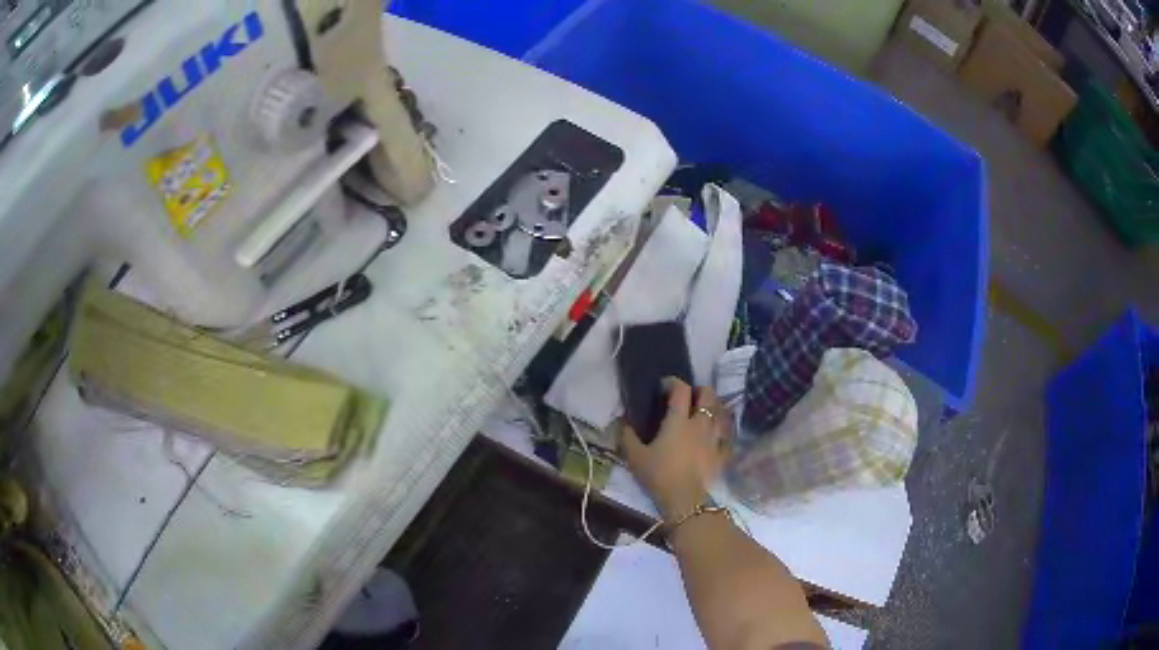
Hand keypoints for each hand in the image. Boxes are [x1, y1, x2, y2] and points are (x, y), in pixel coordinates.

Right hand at [620, 378, 732, 520]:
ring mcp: (714, 437)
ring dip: (712, 408)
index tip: (664, 386)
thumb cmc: (659, 475)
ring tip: (703, 414)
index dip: (673, 382)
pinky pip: (725, 435)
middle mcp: (700, 423)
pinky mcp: (722, 453)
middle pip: (708, 395)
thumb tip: (621, 422)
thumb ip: (627, 437)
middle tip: (689, 397)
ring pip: (720, 413)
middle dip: (699, 390)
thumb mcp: (635, 457)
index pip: (680, 389)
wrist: (685, 499)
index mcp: (678, 420)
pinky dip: (720, 431)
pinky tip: (715, 436)